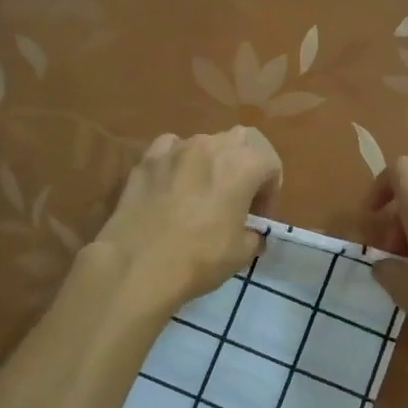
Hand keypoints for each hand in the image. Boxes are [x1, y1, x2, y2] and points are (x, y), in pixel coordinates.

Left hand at [94, 127, 282, 313]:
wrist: (136, 267)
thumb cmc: (199, 259)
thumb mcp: (242, 253)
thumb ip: (254, 234)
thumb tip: (251, 233)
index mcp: (243, 165)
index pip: (271, 162)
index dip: (271, 190)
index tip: (260, 218)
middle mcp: (211, 146)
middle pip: (242, 140)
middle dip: (248, 163)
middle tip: (241, 196)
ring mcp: (175, 149)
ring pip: (206, 142)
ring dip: (213, 161)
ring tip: (205, 192)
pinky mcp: (146, 160)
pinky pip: (171, 148)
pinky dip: (179, 160)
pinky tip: (174, 183)